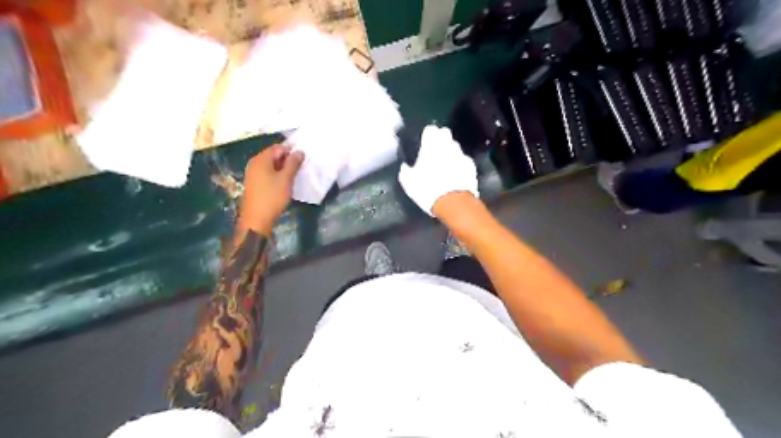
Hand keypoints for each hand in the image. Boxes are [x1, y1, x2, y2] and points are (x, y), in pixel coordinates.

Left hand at [242, 143, 303, 235]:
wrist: (256, 220)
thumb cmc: (272, 197)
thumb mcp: (286, 179)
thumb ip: (293, 164)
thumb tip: (299, 151)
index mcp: (261, 159)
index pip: (278, 147)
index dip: (291, 151)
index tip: (303, 160)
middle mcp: (254, 163)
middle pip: (273, 156)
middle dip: (287, 160)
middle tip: (301, 169)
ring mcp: (253, 174)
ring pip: (271, 166)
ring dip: (283, 169)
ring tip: (294, 177)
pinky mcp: (254, 184)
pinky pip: (267, 174)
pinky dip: (277, 176)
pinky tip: (285, 184)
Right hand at [399, 125, 479, 215]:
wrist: (453, 203)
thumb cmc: (428, 190)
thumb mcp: (409, 183)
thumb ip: (406, 171)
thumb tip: (405, 167)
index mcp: (431, 146)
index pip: (430, 129)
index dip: (427, 135)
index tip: (425, 141)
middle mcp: (448, 146)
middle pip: (445, 135)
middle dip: (441, 139)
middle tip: (435, 151)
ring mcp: (461, 155)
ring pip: (456, 147)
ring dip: (451, 152)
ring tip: (445, 165)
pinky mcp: (471, 166)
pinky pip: (464, 160)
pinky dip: (460, 164)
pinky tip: (456, 174)